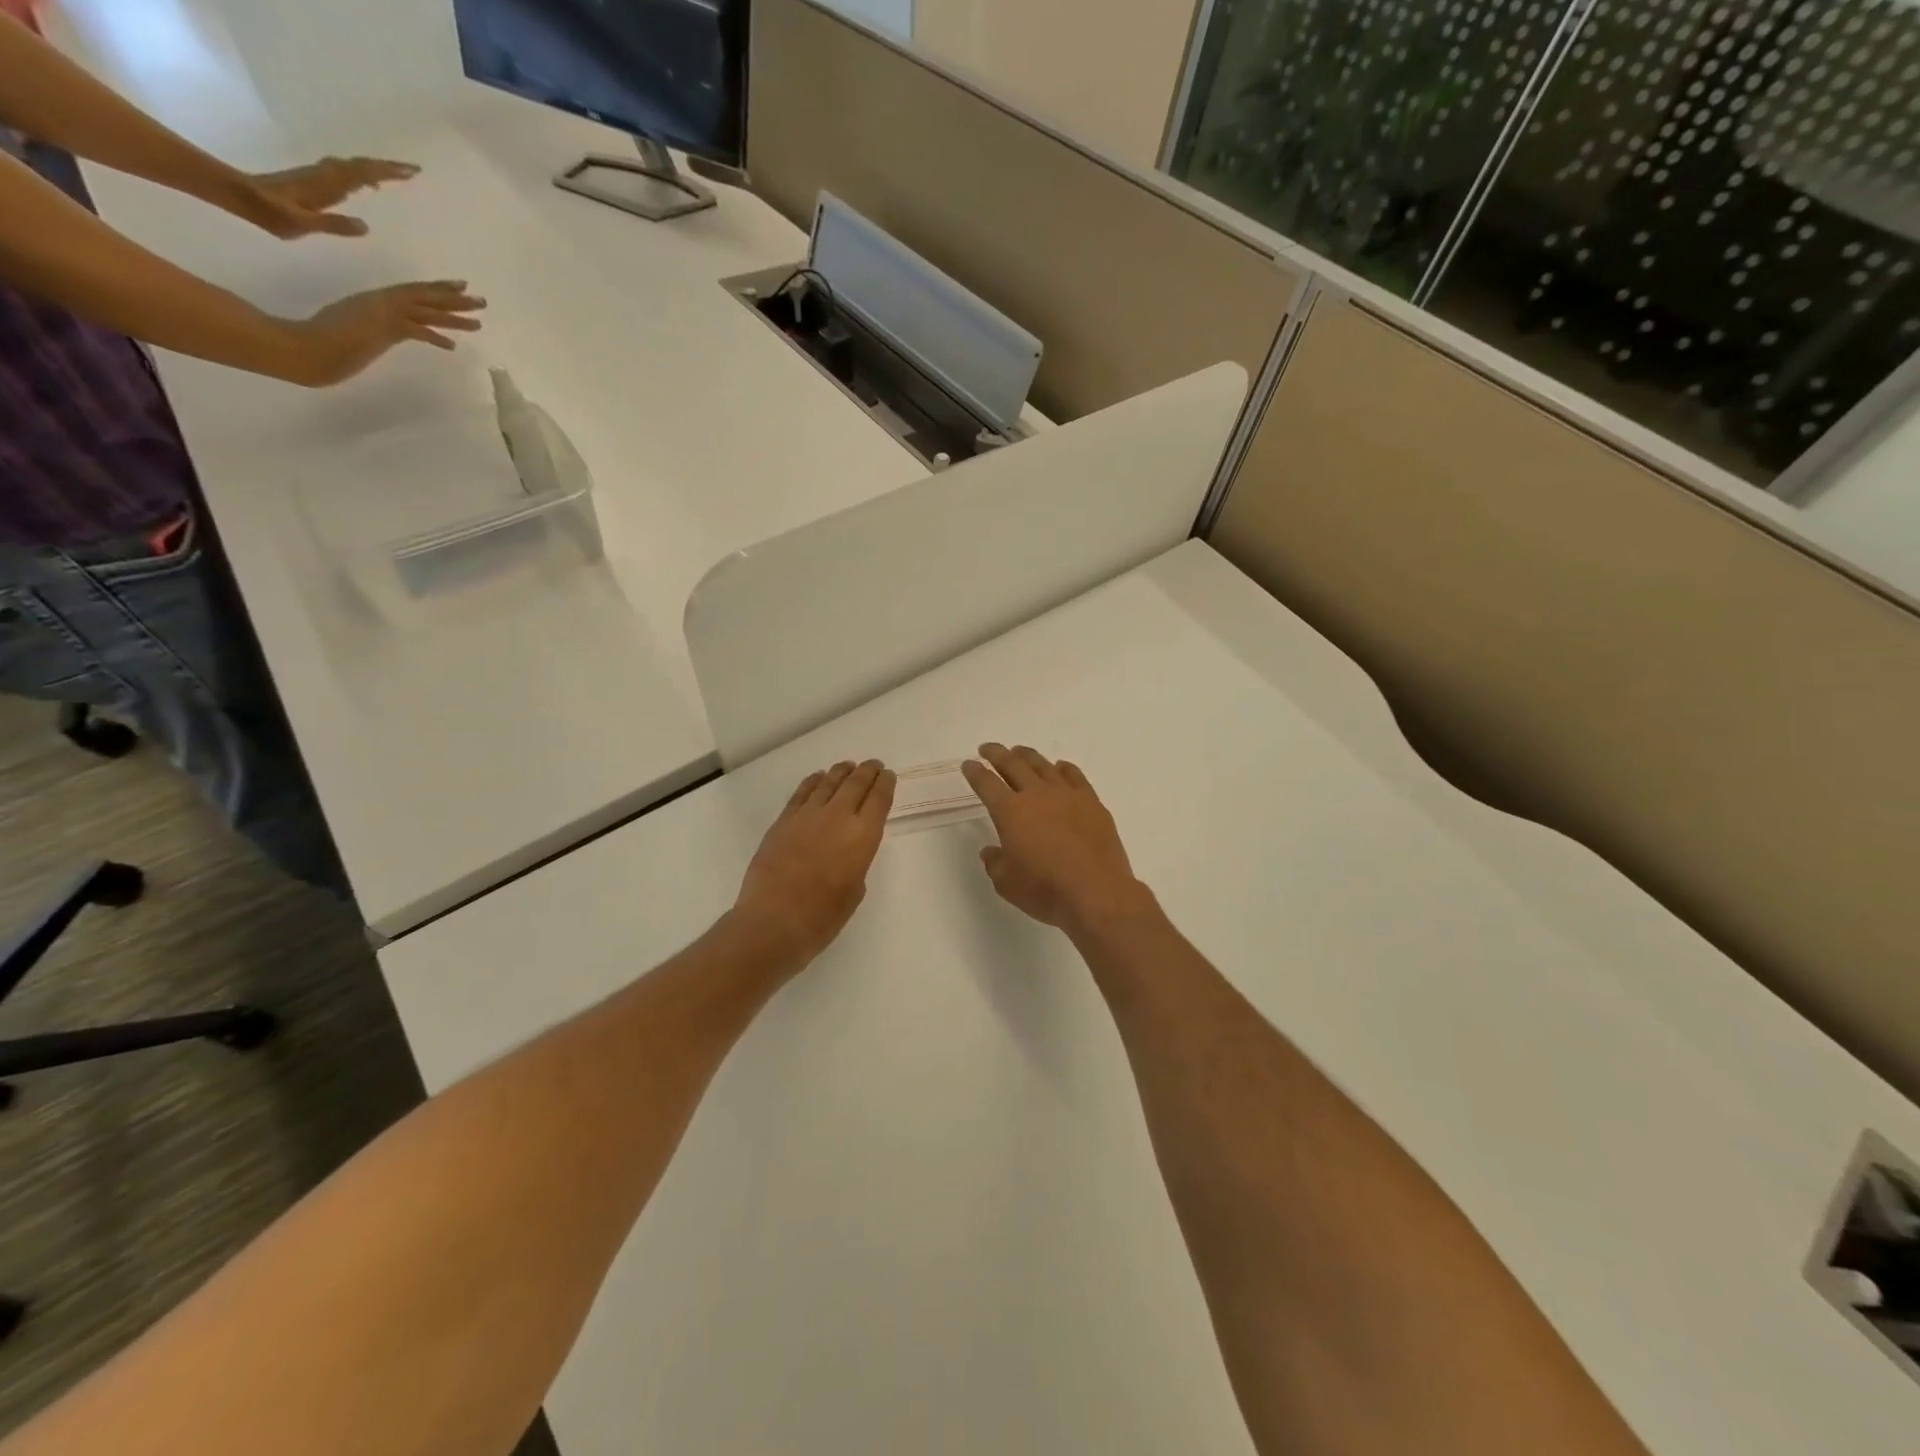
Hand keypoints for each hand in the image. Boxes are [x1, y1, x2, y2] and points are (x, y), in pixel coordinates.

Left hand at [238, 156, 418, 238]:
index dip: (387, 172)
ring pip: (354, 167)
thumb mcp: (303, 224)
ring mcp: (320, 176)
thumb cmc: (271, 213)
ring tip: (397, 175)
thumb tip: (366, 226)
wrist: (241, 196)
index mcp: (327, 185)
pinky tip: (369, 185)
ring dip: (376, 169)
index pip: (362, 174)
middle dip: (387, 168)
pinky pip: (347, 174)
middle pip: (360, 166)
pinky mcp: (316, 180)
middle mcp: (326, 175)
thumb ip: (333, 225)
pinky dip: (362, 175)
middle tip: (413, 171)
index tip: (411, 172)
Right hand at [287, 281, 485, 385]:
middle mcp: (382, 302)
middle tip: (481, 300)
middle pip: (426, 298)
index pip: (414, 293)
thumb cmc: (323, 339)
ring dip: (454, 316)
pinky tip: (452, 345)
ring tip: (479, 321)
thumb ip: (373, 327)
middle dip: (455, 299)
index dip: (438, 289)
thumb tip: (383, 334)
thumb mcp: (355, 328)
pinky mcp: (383, 328)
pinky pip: (415, 330)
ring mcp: (383, 314)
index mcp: (376, 300)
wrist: (308, 347)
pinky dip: (434, 337)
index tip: (460, 287)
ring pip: (426, 311)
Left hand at [733, 760, 896, 967]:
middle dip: (867, 771)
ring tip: (848, 766)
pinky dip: (813, 782)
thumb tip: (846, 849)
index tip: (889, 775)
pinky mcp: (783, 821)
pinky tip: (818, 778)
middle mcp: (838, 817)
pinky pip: (802, 792)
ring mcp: (807, 815)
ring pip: (829, 782)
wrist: (774, 921)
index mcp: (863, 835)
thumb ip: (856, 861)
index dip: (885, 784)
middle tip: (873, 764)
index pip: (879, 799)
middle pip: (856, 784)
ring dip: (841, 772)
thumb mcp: (854, 889)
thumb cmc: (823, 916)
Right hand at [963, 744, 1147, 932]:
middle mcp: (1036, 794)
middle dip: (997, 754)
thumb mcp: (1007, 884)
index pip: (986, 783)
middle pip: (1012, 764)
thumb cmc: (1045, 890)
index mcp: (1010, 811)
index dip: (975, 772)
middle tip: (988, 749)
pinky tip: (1060, 768)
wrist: (1096, 892)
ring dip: (1027, 756)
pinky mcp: (1091, 802)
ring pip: (1043, 765)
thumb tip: (992, 851)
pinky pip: (1074, 775)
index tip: (968, 764)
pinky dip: (1063, 768)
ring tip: (1019, 752)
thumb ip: (995, 863)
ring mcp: (1067, 795)